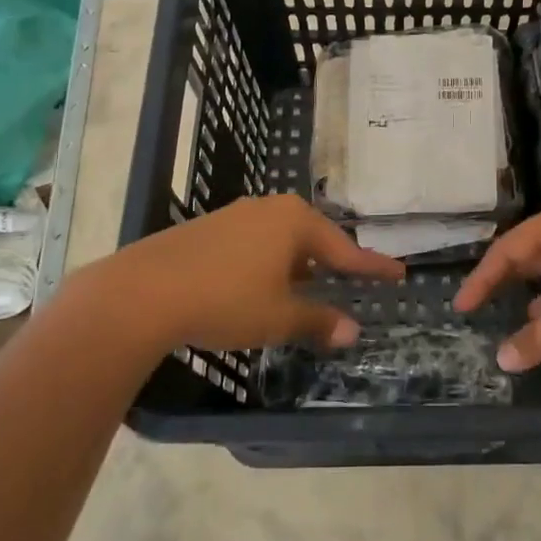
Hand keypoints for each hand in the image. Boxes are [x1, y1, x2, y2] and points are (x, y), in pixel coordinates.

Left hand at [116, 194, 403, 352]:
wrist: (141, 292)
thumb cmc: (225, 300)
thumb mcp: (279, 317)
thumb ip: (319, 320)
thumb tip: (353, 331)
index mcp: (295, 222)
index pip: (346, 249)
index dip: (372, 267)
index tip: (398, 273)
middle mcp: (268, 209)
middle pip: (312, 237)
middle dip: (331, 262)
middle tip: (351, 279)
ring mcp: (234, 215)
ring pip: (280, 240)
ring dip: (296, 264)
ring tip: (304, 288)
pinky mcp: (206, 228)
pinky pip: (252, 243)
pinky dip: (267, 264)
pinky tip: (258, 285)